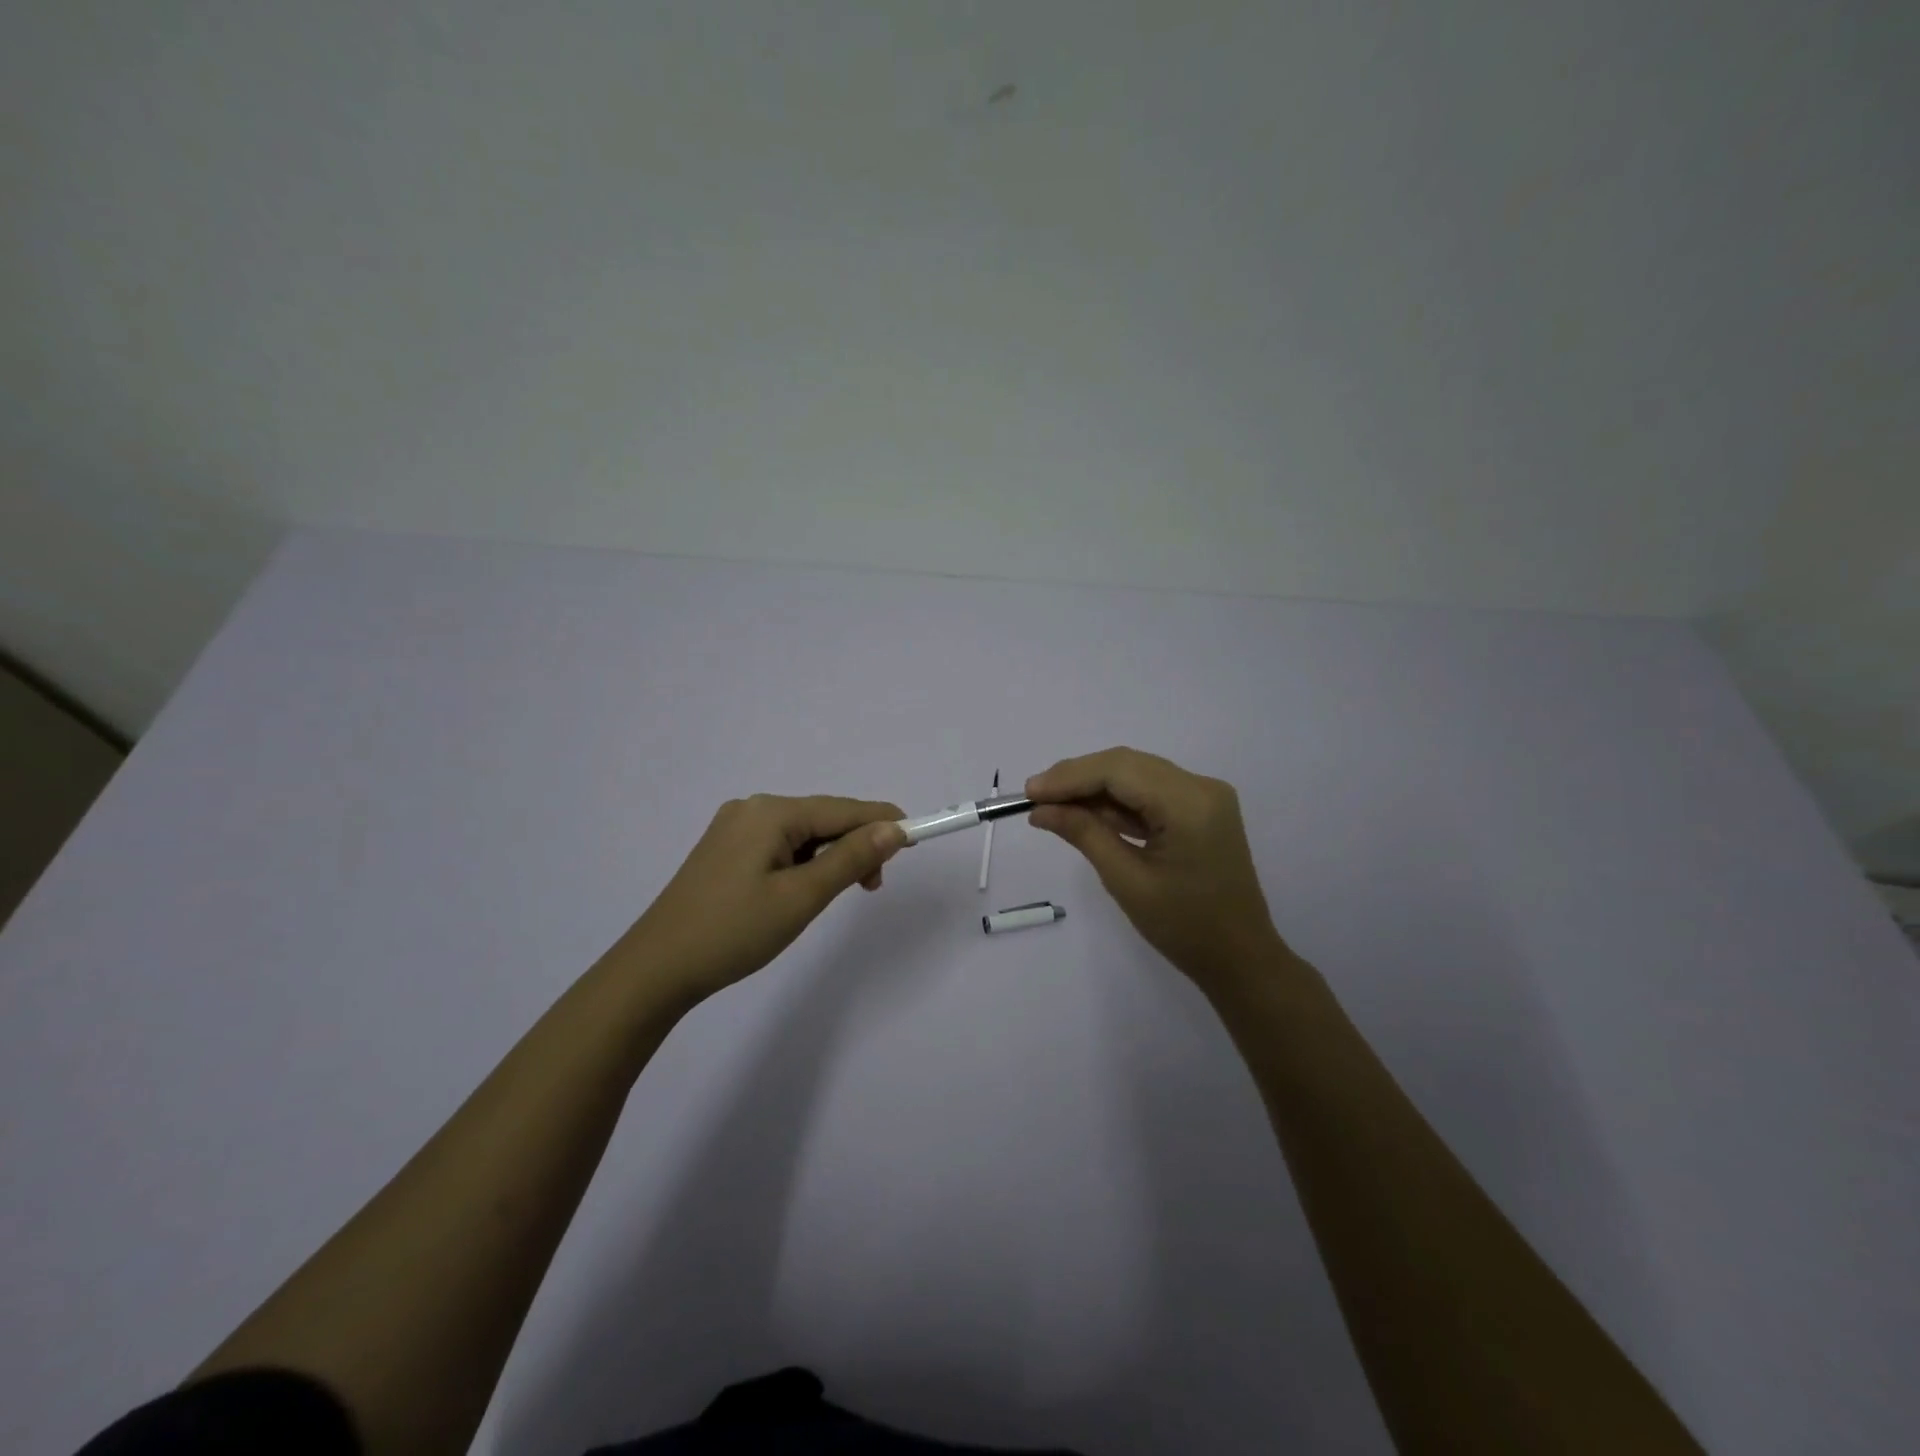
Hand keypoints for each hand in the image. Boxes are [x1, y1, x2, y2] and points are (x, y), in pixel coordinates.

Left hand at [616, 794, 905, 1007]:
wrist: (655, 969)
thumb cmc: (733, 932)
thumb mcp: (801, 897)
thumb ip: (850, 859)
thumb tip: (894, 828)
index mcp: (770, 812)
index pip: (843, 809)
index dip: (883, 822)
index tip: (916, 841)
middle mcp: (752, 808)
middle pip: (823, 818)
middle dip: (855, 845)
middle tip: (873, 887)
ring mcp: (734, 828)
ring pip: (802, 834)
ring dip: (830, 857)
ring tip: (841, 893)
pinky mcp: (725, 850)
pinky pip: (780, 845)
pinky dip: (804, 863)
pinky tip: (805, 889)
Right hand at [1027, 748, 1281, 988]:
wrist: (1240, 958)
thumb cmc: (1184, 928)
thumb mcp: (1126, 881)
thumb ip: (1084, 834)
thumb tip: (1041, 809)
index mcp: (1190, 803)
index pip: (1119, 770)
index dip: (1070, 776)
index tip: (1029, 792)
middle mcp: (1202, 787)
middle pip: (1127, 765)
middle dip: (1079, 779)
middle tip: (1035, 798)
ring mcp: (1205, 796)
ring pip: (1136, 775)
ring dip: (1095, 789)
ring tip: (1052, 806)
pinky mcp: (1200, 809)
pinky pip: (1150, 792)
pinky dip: (1117, 802)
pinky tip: (1086, 814)